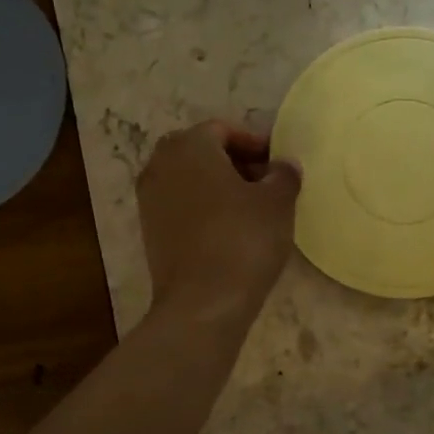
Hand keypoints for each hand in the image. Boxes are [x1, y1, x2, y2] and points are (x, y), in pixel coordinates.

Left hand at [137, 121, 301, 320]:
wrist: (202, 303)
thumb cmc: (243, 241)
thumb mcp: (277, 202)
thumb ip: (283, 175)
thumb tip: (283, 166)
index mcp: (190, 146)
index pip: (222, 130)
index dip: (254, 143)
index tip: (277, 164)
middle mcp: (160, 165)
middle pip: (201, 151)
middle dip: (233, 162)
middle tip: (265, 183)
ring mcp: (149, 199)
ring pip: (188, 179)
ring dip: (218, 186)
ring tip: (250, 209)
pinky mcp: (149, 231)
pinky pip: (180, 206)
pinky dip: (203, 209)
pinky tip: (229, 231)